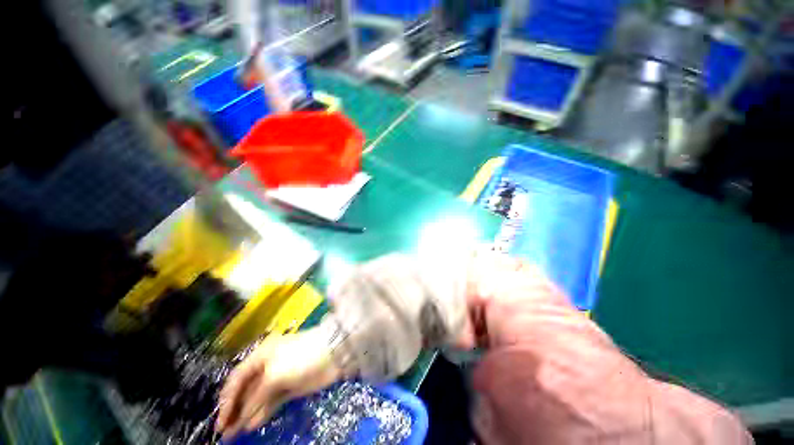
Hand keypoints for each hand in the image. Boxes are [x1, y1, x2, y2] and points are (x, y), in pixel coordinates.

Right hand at [215, 329, 341, 438]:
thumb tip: (244, 418)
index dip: (227, 399)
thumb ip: (257, 396)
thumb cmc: (300, 357)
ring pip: (258, 398)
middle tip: (224, 432)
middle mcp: (267, 366)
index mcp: (261, 355)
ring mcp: (280, 378)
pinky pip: (272, 402)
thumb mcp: (274, 375)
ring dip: (246, 415)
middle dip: (234, 410)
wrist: (332, 353)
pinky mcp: (290, 388)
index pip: (237, 378)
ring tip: (233, 435)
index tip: (220, 421)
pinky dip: (262, 413)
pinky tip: (252, 425)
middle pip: (246, 389)